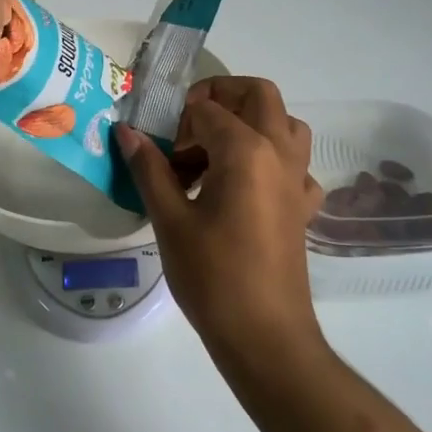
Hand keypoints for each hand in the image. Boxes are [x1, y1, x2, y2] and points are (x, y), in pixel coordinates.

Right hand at [117, 77, 326, 370]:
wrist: (266, 337)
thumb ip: (150, 169)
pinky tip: (244, 188)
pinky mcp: (304, 205)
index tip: (157, 154)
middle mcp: (279, 153)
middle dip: (221, 96)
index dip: (175, 124)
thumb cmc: (213, 278)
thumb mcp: (170, 221)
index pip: (206, 109)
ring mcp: (298, 178)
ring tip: (214, 153)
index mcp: (246, 150)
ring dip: (251, 122)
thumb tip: (126, 132)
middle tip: (187, 125)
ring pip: (284, 123)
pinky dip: (271, 160)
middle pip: (258, 94)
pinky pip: (294, 164)